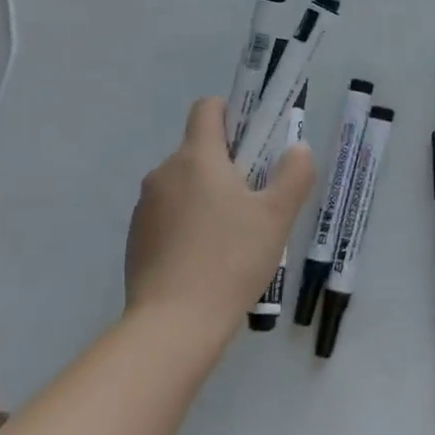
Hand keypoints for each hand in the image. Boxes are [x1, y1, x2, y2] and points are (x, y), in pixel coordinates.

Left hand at [124, 97, 314, 330]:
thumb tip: (297, 149)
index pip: (207, 108)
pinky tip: (207, 259)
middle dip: (228, 164)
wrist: (172, 326)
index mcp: (197, 156)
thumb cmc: (230, 259)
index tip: (253, 141)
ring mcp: (145, 208)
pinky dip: (188, 223)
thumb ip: (294, 174)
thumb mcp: (277, 216)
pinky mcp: (136, 239)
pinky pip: (169, 215)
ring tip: (233, 236)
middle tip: (256, 198)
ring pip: (184, 184)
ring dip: (207, 195)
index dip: (232, 114)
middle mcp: (164, 173)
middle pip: (199, 149)